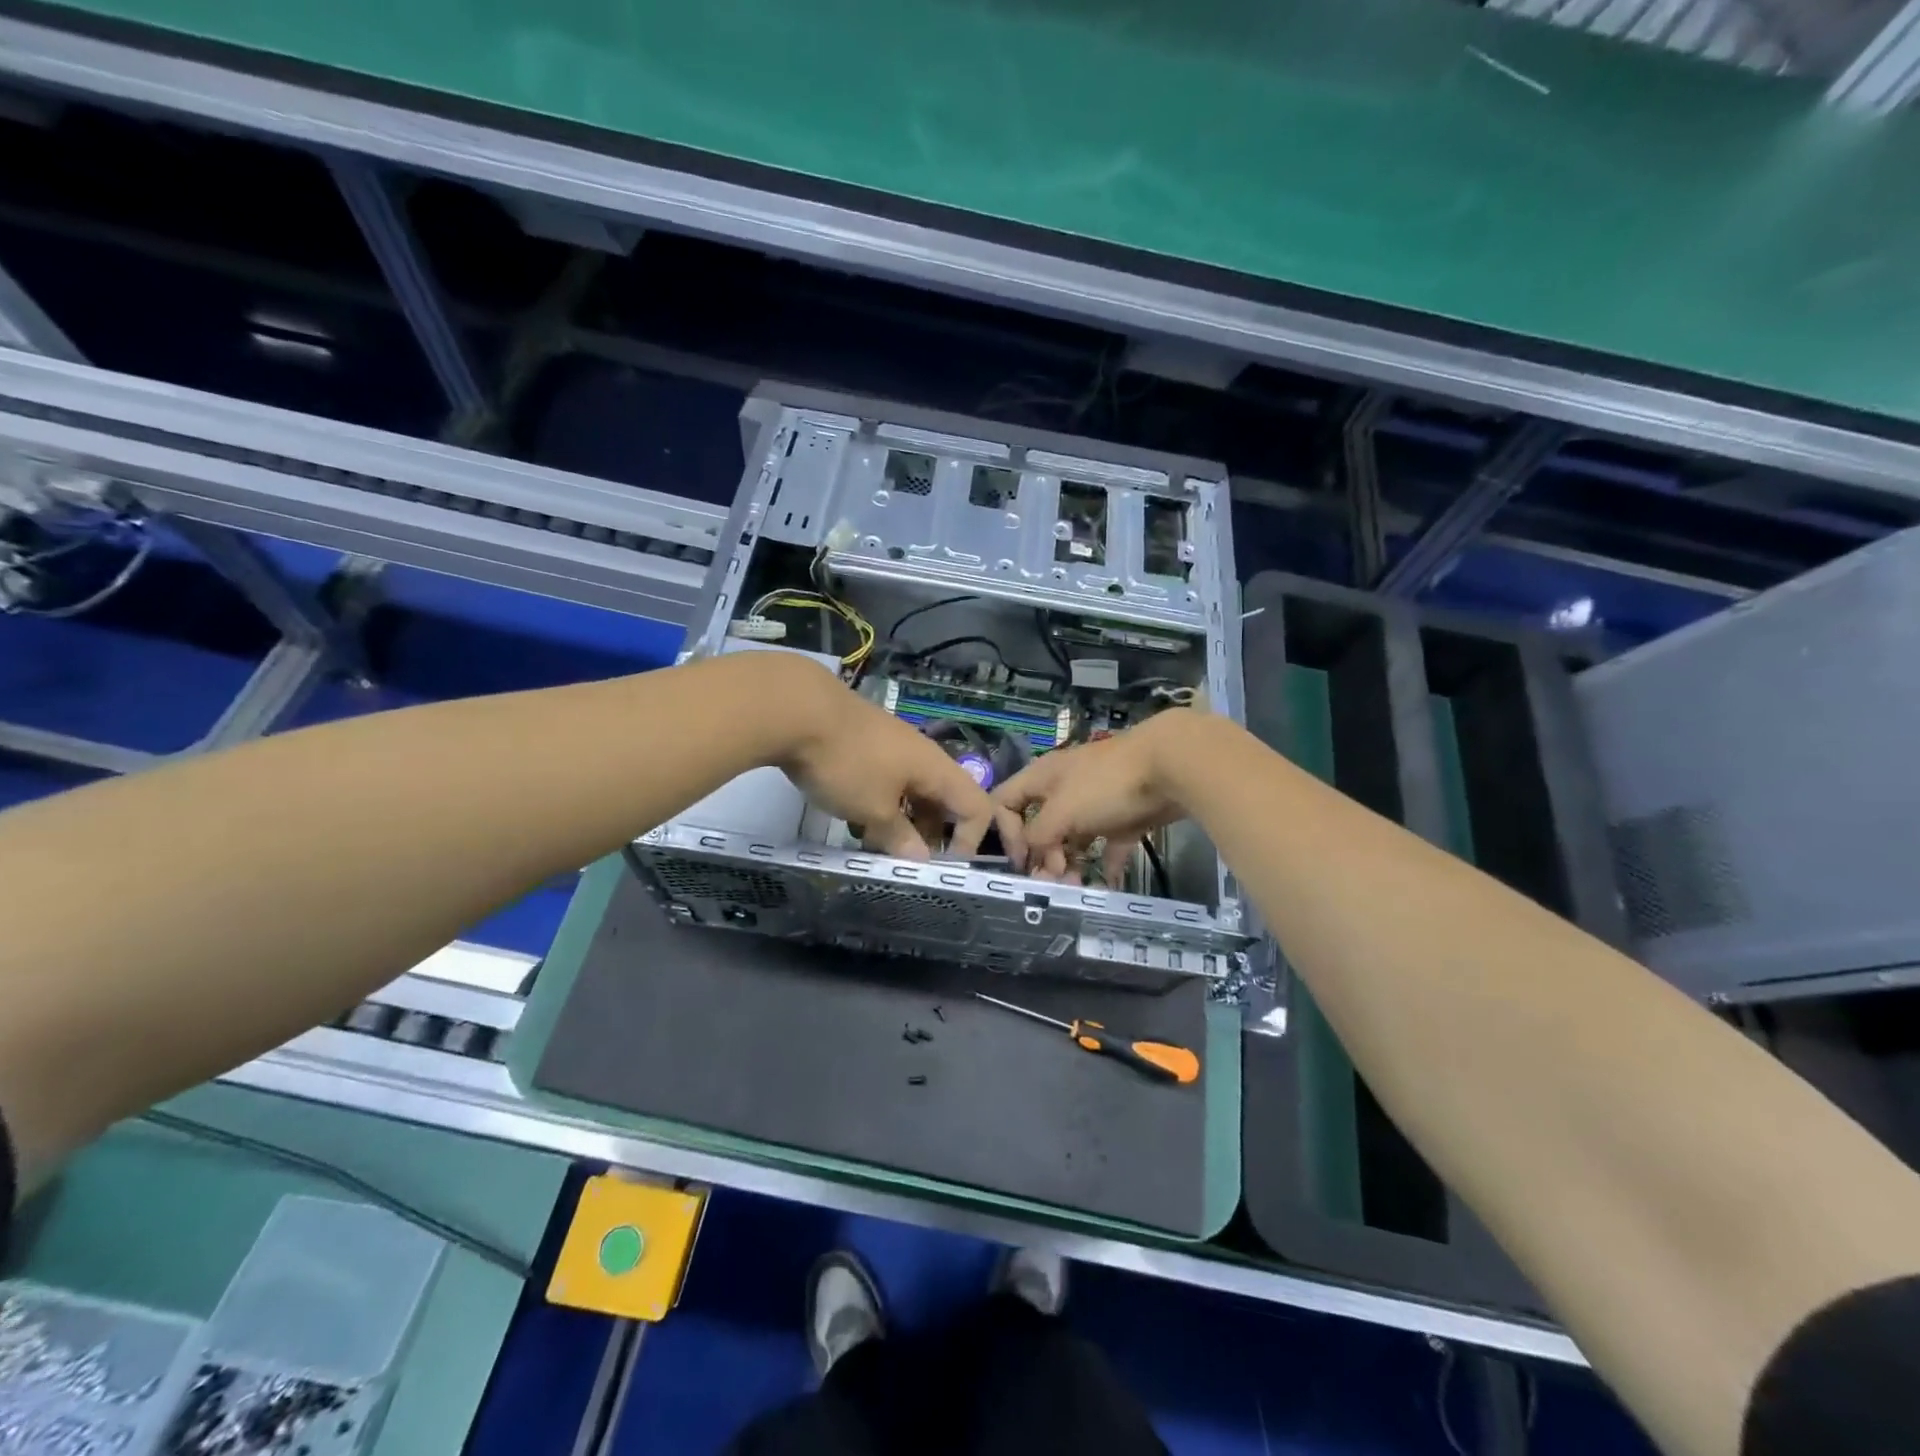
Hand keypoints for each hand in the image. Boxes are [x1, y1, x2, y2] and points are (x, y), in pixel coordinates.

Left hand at [774, 664, 1023, 860]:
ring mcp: (892, 746)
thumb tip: (920, 857)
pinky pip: (886, 780)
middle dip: (929, 833)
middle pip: (943, 799)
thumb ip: (899, 836)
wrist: (799, 709)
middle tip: (902, 859)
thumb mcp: (873, 810)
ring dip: (900, 820)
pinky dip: (879, 802)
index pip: (976, 806)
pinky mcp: (866, 742)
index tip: (940, 866)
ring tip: (872, 843)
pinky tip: (851, 817)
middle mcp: (922, 755)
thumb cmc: (847, 764)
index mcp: (936, 769)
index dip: (969, 840)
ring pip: (911, 790)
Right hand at [991, 712, 1192, 880]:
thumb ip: (1039, 836)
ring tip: (1076, 887)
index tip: (1021, 862)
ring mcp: (1096, 802)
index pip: (1005, 802)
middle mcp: (1064, 788)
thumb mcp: (1061, 811)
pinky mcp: (1125, 816)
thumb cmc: (1105, 785)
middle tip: (1053, 881)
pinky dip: (1108, 864)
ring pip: (1074, 837)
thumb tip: (1034, 854)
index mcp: (1042, 778)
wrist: (1169, 766)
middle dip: (1042, 856)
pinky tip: (1108, 884)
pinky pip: (1110, 844)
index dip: (1005, 832)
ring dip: (1071, 864)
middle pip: (1040, 825)